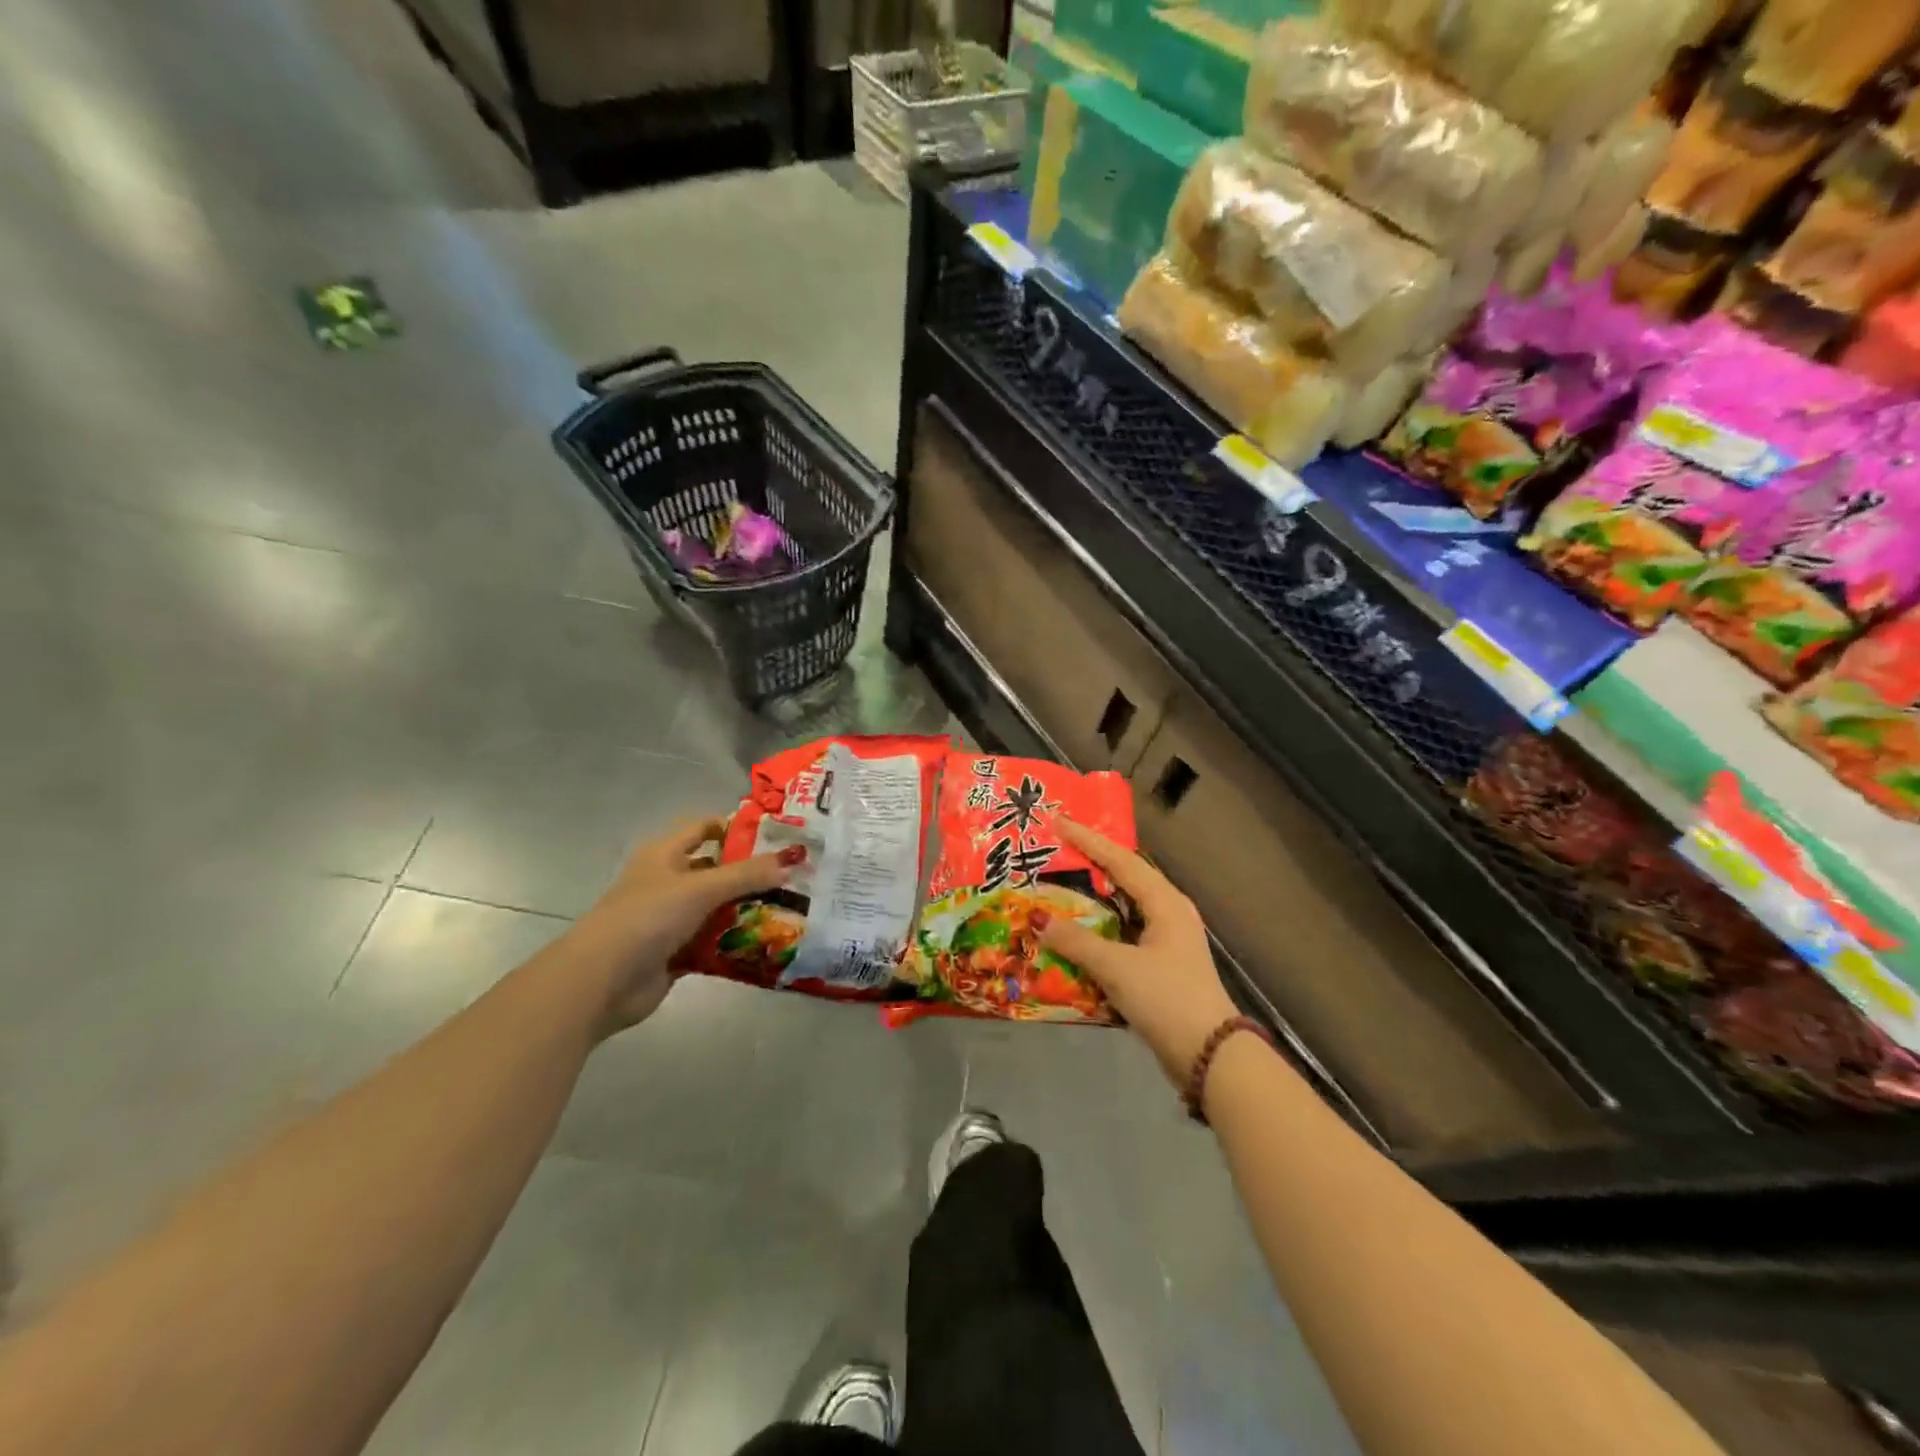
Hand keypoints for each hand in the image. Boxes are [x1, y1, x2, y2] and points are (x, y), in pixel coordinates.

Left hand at [567, 818, 796, 1034]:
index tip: (777, 835)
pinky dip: (735, 943)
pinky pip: (713, 943)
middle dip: (751, 874)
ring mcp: (670, 919)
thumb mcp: (700, 888)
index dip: (736, 828)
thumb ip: (747, 874)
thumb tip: (791, 860)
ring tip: (790, 910)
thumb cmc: (647, 917)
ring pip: (717, 908)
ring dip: (747, 910)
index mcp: (664, 854)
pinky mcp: (675, 952)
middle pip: (716, 870)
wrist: (602, 982)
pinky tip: (767, 944)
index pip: (704, 828)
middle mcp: (667, 881)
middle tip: (794, 876)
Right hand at [1039, 818, 1240, 1087]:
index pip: (1120, 860)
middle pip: (1123, 879)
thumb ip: (1077, 942)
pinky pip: (1122, 936)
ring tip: (1058, 888)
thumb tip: (1038, 919)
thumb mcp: (1118, 967)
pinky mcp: (1160, 967)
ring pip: (1122, 909)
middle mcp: (1168, 913)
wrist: (1210, 1057)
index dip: (1088, 840)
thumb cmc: (1166, 999)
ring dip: (1092, 901)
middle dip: (1090, 865)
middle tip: (1055, 850)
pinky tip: (1074, 937)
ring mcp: (1167, 941)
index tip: (1058, 820)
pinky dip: (1098, 932)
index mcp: (1165, 902)